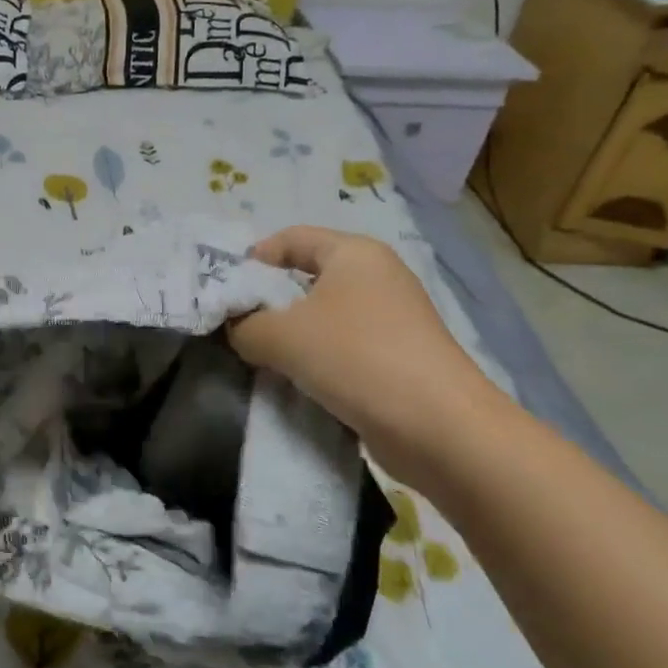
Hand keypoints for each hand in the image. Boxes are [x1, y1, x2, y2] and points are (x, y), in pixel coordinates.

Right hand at [229, 226, 506, 488]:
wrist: (440, 429)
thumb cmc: (356, 359)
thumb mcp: (281, 336)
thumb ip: (244, 325)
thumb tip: (237, 329)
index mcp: (354, 253)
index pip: (291, 238)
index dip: (253, 259)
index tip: (227, 292)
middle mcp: (376, 277)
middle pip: (305, 277)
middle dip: (268, 302)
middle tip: (237, 328)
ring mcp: (392, 319)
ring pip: (322, 317)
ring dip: (290, 336)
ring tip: (262, 359)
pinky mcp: (398, 358)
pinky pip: (342, 347)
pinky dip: (316, 360)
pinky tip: (296, 383)